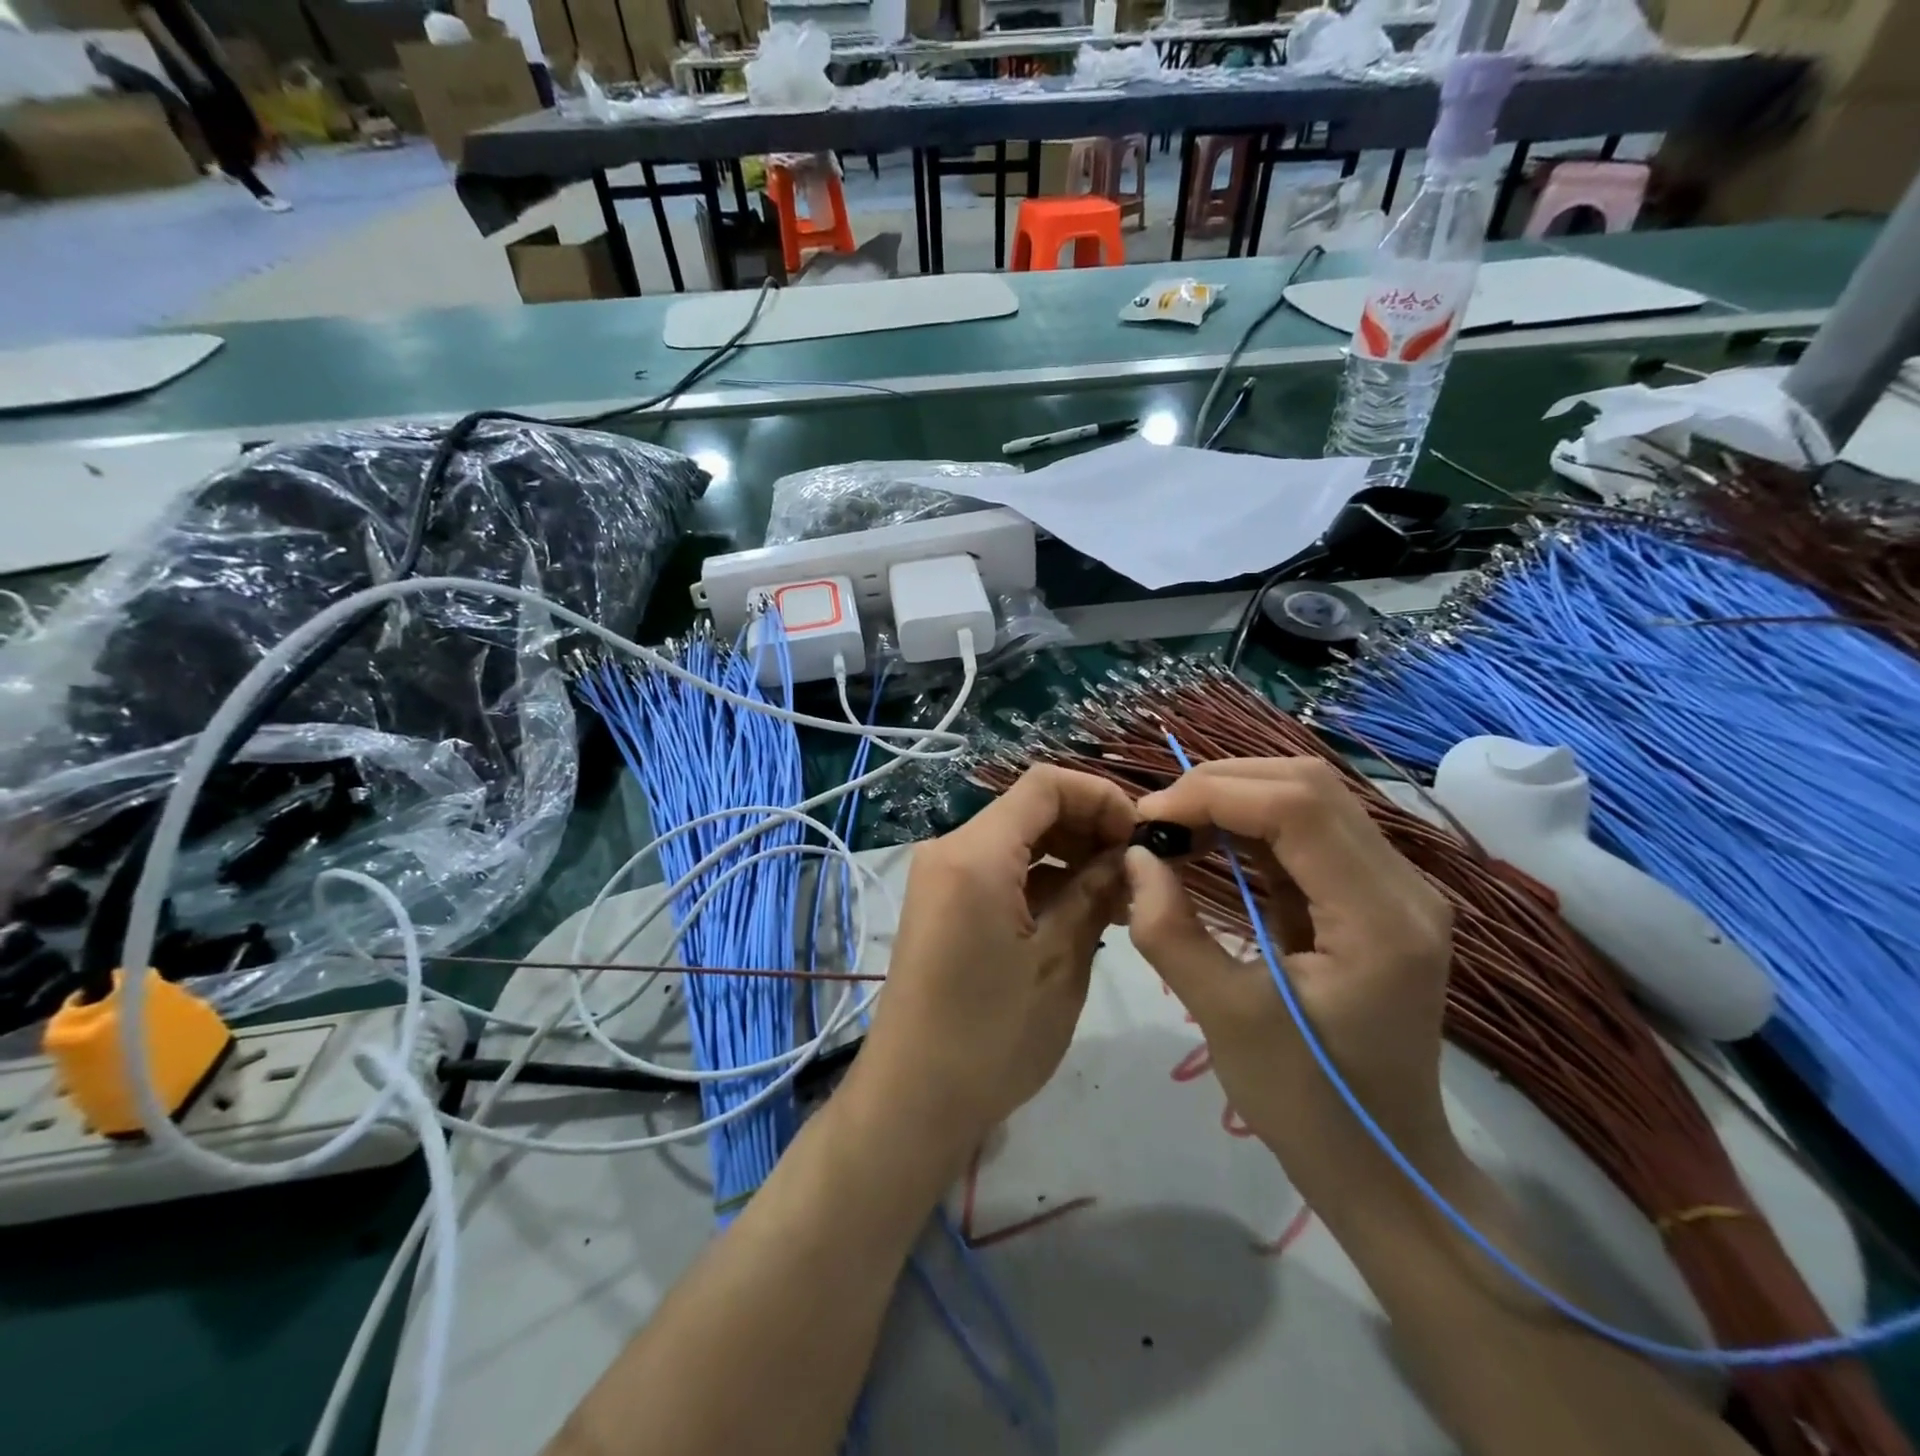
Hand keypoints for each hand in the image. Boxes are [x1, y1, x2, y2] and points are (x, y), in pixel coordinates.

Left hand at [856, 766, 1133, 1159]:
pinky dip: (1042, 880)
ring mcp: (942, 877)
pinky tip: (1083, 911)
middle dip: (1089, 827)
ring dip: (1070, 856)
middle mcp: (950, 850)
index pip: (1044, 785)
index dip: (1100, 797)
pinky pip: (999, 871)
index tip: (1141, 837)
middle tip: (1139, 872)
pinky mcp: (943, 904)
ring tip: (1122, 898)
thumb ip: (1095, 894)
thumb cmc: (991, 1036)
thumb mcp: (1059, 962)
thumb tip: (1129, 856)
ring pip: (1017, 840)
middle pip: (1030, 809)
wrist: (912, 1100)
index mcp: (974, 853)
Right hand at [1124, 758, 1456, 1191]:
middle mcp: (1402, 886)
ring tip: (1174, 829)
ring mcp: (1394, 888)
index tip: (1146, 822)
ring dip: (1234, 799)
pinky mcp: (1372, 897)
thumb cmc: (1307, 1105)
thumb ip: (1170, 931)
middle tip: (1156, 823)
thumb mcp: (1226, 1019)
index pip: (1297, 807)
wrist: (1384, 1166)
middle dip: (1220, 786)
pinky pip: (1308, 832)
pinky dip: (1251, 825)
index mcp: (1380, 919)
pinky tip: (1209, 844)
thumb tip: (1135, 857)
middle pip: (1308, 786)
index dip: (1213, 795)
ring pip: (1309, 798)